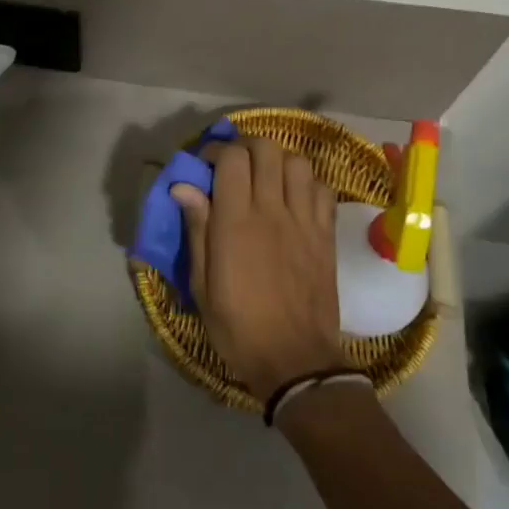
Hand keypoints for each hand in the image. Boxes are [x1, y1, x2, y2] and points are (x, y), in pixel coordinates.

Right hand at [171, 137, 342, 401]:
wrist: (296, 361)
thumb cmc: (239, 326)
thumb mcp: (203, 284)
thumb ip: (197, 229)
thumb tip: (183, 186)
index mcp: (235, 222)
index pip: (231, 158)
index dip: (216, 150)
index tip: (205, 165)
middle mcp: (271, 211)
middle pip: (266, 149)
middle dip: (246, 146)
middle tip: (235, 165)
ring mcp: (304, 220)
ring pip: (297, 161)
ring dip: (278, 160)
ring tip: (266, 177)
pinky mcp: (325, 234)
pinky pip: (322, 188)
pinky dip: (306, 183)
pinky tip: (294, 198)